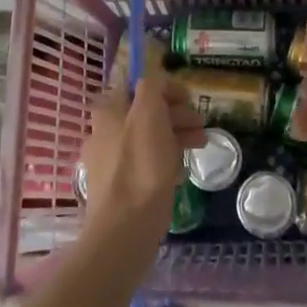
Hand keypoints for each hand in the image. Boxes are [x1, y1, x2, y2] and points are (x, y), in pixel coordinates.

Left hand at [80, 75, 205, 237]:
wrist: (126, 227)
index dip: (165, 87)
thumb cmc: (141, 162)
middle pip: (146, 111)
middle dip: (176, 113)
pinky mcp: (121, 187)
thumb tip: (157, 79)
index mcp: (108, 111)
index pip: (138, 85)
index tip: (188, 98)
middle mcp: (105, 132)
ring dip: (176, 135)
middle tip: (200, 123)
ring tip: (201, 144)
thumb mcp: (149, 110)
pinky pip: (147, 163)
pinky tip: (182, 169)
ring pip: (149, 137)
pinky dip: (166, 160)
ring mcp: (111, 161)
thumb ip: (152, 85)